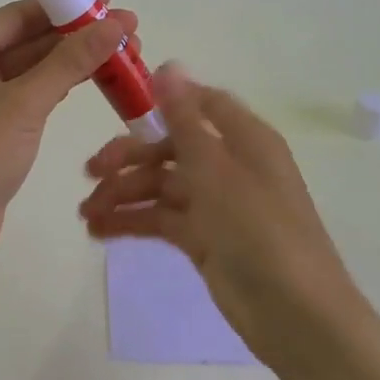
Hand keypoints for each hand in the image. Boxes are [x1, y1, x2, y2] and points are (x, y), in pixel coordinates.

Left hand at [0, 0, 135, 252]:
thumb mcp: (25, 104)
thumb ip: (71, 61)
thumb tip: (116, 23)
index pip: (18, 15)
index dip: (66, 6)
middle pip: (27, 38)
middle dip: (77, 35)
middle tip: (128, 28)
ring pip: (32, 65)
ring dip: (74, 60)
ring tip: (125, 50)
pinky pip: (29, 90)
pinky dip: (59, 83)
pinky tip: (96, 75)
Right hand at [79, 63, 367, 368]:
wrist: (294, 314)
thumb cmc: (258, 229)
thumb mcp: (216, 169)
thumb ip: (186, 119)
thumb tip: (168, 65)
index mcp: (245, 139)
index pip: (203, 104)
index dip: (164, 102)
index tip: (122, 108)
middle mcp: (230, 166)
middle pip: (172, 148)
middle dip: (130, 158)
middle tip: (90, 172)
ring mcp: (216, 205)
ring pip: (162, 186)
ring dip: (124, 194)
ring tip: (85, 214)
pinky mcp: (204, 240)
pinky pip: (162, 219)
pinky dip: (133, 222)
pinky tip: (100, 230)